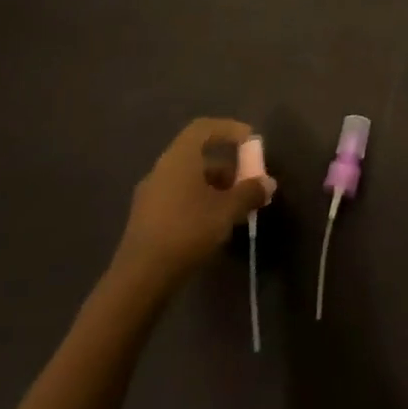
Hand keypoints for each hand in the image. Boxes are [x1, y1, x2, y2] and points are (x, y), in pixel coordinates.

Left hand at [112, 118, 273, 289]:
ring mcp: (150, 195)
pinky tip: (213, 224)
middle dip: (226, 165)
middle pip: (197, 155)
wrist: (139, 280)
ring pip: (188, 180)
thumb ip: (249, 193)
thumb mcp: (226, 211)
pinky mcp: (145, 220)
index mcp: (179, 158)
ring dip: (214, 187)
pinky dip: (199, 202)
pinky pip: (178, 198)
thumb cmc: (187, 231)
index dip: (229, 129)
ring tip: (235, 207)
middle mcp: (162, 169)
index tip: (250, 141)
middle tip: (247, 179)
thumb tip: (268, 184)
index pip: (204, 128)